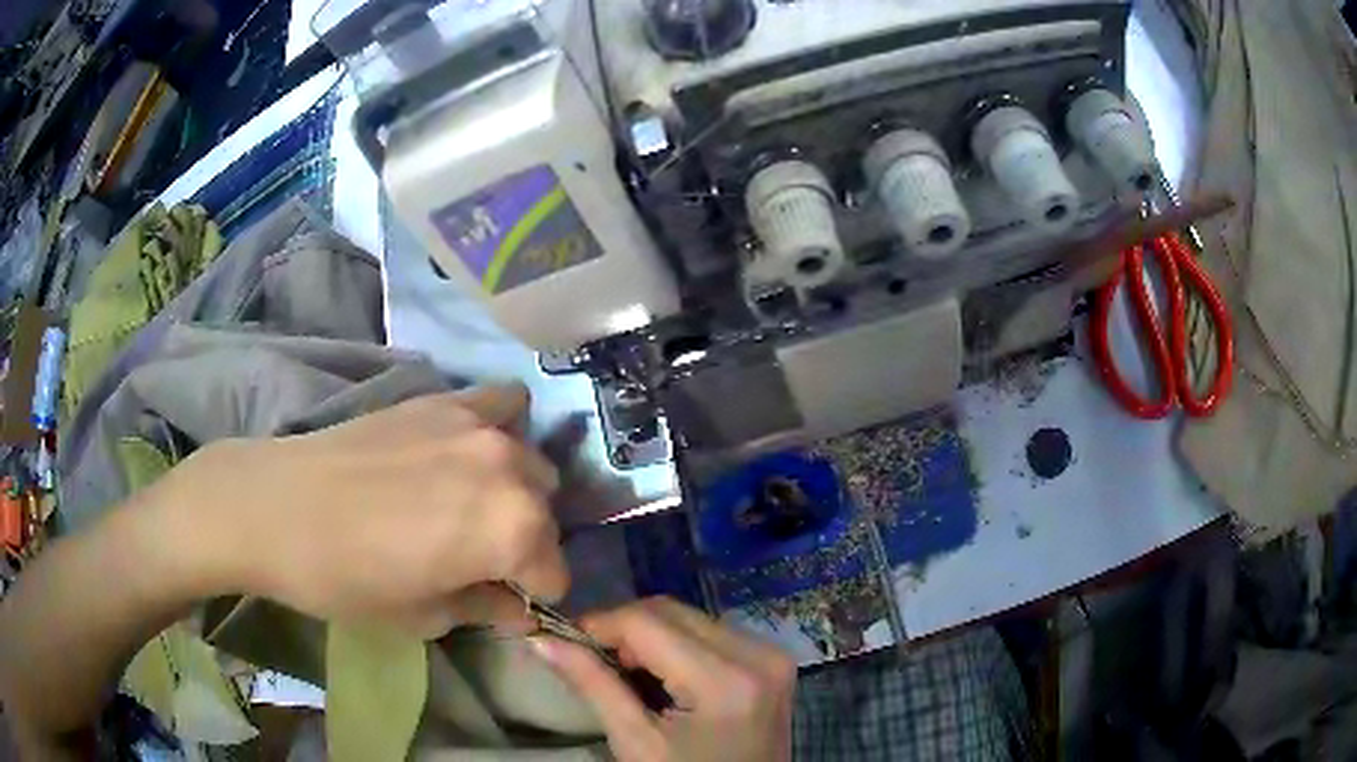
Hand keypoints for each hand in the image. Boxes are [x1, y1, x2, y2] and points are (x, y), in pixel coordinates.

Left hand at [149, 385, 565, 636]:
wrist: (277, 508)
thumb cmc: (347, 579)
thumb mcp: (423, 617)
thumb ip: (484, 609)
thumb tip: (517, 610)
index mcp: (513, 532)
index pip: (555, 574)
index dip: (530, 597)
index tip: (499, 602)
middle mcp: (512, 471)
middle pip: (545, 516)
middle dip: (523, 544)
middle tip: (476, 558)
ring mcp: (480, 426)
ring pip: (530, 464)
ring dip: (514, 490)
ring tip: (469, 504)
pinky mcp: (446, 399)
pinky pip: (503, 402)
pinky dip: (502, 427)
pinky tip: (469, 448)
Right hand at [533, 597, 795, 761]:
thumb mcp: (635, 742)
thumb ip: (593, 684)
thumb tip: (541, 640)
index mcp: (724, 680)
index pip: (646, 622)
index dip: (598, 623)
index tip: (564, 639)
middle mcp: (758, 655)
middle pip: (672, 612)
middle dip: (623, 628)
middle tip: (592, 657)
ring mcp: (772, 656)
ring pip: (691, 617)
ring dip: (650, 634)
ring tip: (626, 670)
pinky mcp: (773, 661)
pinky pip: (713, 632)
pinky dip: (678, 643)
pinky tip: (662, 673)